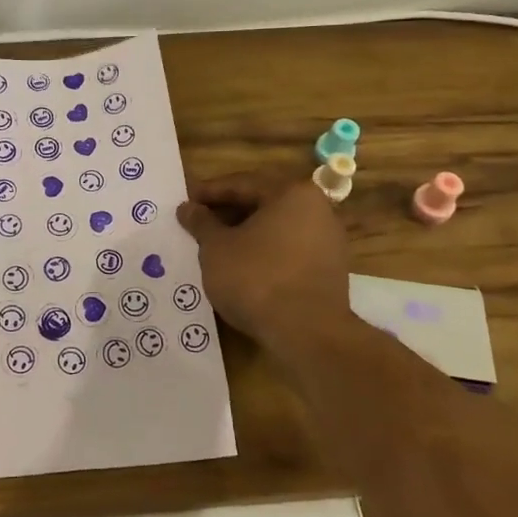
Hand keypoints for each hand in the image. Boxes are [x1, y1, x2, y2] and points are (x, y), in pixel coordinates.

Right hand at [178, 174, 352, 347]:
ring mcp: (328, 241)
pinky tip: (242, 267)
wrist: (307, 333)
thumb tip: (188, 208)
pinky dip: (264, 253)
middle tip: (199, 223)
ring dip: (246, 234)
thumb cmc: (256, 278)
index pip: (243, 184)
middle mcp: (318, 209)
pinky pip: (289, 250)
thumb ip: (201, 223)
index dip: (210, 192)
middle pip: (264, 203)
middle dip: (229, 212)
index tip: (186, 202)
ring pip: (277, 229)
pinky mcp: (330, 270)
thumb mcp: (216, 248)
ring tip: (216, 246)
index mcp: (292, 193)